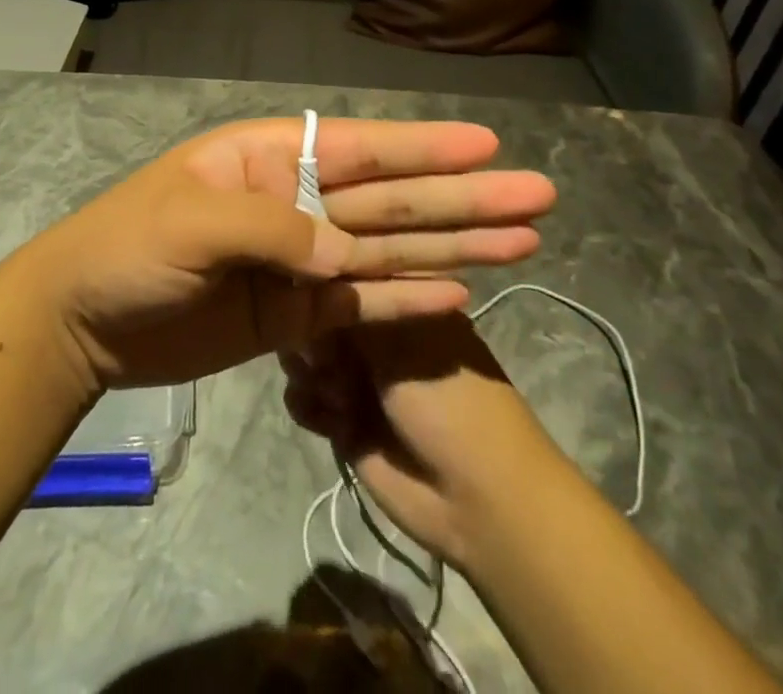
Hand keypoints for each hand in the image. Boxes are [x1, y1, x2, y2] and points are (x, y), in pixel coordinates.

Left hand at [21, 117, 552, 390]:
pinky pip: (362, 301)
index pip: (360, 148)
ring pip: (388, 247)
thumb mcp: (190, 222)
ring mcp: (299, 258)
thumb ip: (272, 229)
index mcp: (270, 158)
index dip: (424, 148)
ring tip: (522, 241)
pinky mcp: (295, 313)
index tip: (487, 146)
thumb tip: (345, 253)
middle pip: (390, 198)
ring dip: (453, 245)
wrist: (83, 320)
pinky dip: (408, 297)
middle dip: (461, 197)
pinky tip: (460, 291)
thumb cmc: (127, 247)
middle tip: (538, 196)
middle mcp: (296, 199)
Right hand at [281, 315, 556, 568]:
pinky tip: (328, 418)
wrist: (477, 501)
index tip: (312, 300)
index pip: (349, 281)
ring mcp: (360, 379)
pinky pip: (306, 400)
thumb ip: (350, 312)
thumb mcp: (403, 344)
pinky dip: (307, 405)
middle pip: (321, 319)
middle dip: (311, 334)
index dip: (325, 289)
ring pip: (308, 358)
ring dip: (308, 372)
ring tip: (333, 394)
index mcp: (402, 307)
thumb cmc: (450, 403)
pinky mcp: (345, 422)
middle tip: (322, 358)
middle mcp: (378, 337)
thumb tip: (307, 289)